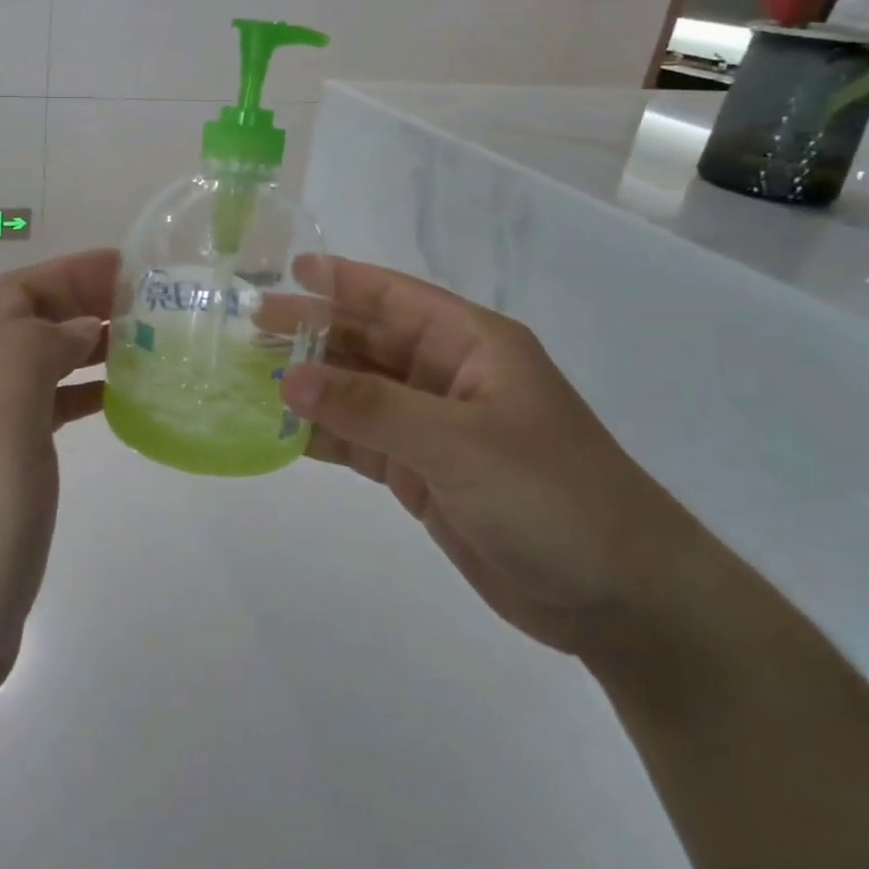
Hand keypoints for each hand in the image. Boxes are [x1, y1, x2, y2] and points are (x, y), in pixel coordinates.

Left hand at [0, 249, 117, 709]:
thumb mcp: (1, 410)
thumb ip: (35, 349)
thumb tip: (77, 329)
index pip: (18, 290)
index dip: (70, 271)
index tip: (130, 271)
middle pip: (30, 321)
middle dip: (84, 302)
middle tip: (147, 307)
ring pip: (42, 365)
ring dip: (87, 347)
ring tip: (144, 349)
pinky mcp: (6, 474)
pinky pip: (49, 413)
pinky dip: (82, 396)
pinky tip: (116, 407)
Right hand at [277, 257, 710, 662]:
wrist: (619, 598)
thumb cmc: (552, 496)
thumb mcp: (458, 442)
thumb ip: (370, 407)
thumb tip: (288, 376)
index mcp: (471, 345)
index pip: (395, 297)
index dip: (342, 280)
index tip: (287, 270)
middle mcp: (447, 377)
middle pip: (366, 342)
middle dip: (311, 333)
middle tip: (249, 329)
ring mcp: (432, 427)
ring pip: (356, 393)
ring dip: (309, 386)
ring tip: (249, 377)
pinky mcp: (421, 474)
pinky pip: (359, 442)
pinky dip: (322, 436)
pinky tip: (278, 432)